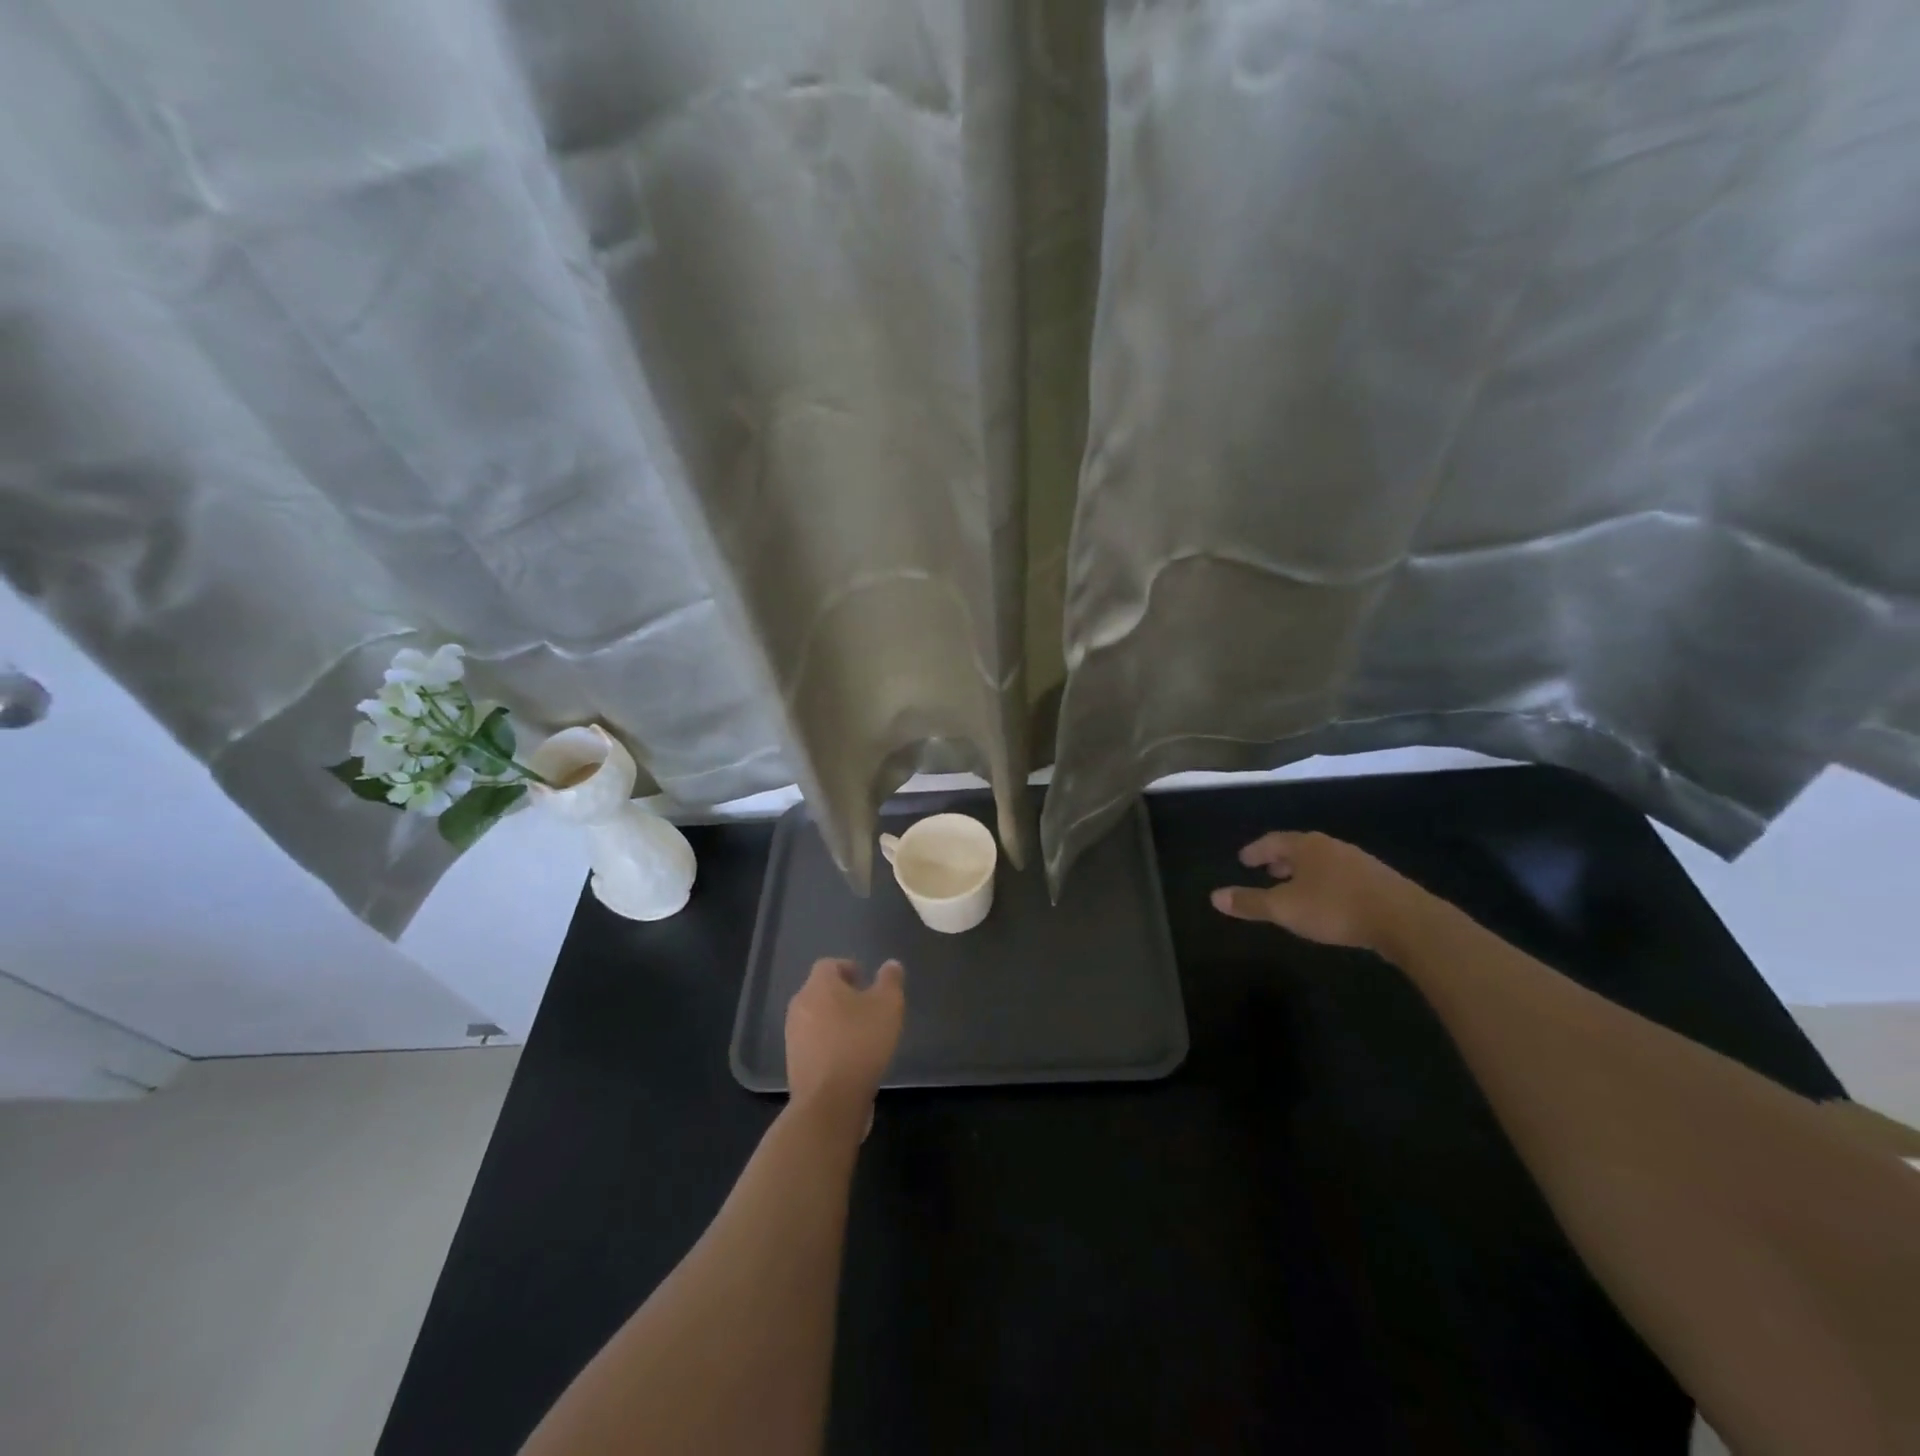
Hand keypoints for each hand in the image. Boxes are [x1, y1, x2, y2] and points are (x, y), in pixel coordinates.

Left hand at [784, 957, 905, 1124]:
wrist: (830, 1101)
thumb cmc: (860, 1043)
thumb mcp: (888, 1006)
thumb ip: (890, 981)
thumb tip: (891, 964)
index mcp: (819, 986)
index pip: (829, 965)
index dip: (848, 969)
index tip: (866, 981)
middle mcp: (799, 1005)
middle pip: (820, 991)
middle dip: (841, 995)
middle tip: (866, 1007)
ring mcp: (792, 1036)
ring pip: (815, 1017)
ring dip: (834, 1020)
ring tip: (859, 1034)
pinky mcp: (793, 1063)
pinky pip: (812, 1043)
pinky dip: (828, 1044)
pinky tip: (848, 1059)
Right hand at [1210, 831, 1425, 953]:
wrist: (1404, 921)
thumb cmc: (1335, 908)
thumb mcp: (1285, 908)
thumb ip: (1250, 902)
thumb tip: (1214, 897)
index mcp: (1306, 846)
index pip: (1272, 841)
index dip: (1256, 850)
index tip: (1243, 859)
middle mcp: (1331, 847)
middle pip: (1299, 848)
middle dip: (1280, 859)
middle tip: (1267, 870)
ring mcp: (1358, 861)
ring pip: (1322, 861)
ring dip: (1305, 871)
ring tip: (1295, 887)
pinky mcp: (1379, 880)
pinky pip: (1342, 875)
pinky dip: (1326, 882)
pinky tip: (1328, 901)